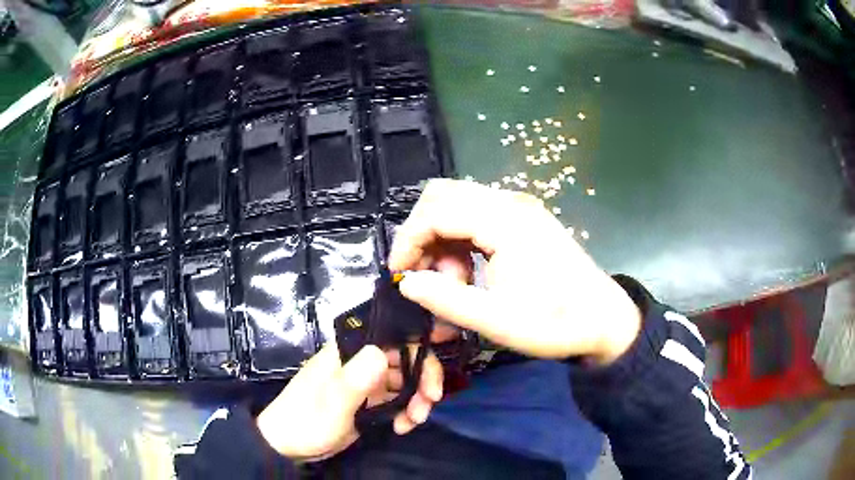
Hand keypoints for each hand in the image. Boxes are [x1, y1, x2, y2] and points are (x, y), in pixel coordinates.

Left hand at [256, 343, 443, 461]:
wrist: (288, 446)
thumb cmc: (306, 421)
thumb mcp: (331, 404)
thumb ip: (355, 380)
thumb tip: (381, 352)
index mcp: (349, 351)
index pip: (394, 339)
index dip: (419, 355)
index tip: (432, 385)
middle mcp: (360, 361)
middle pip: (404, 360)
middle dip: (422, 383)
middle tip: (427, 407)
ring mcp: (364, 382)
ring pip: (403, 381)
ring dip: (416, 400)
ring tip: (413, 422)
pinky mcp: (367, 402)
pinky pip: (396, 400)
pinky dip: (405, 412)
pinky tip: (402, 427)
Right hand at [389, 179, 640, 363]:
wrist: (604, 320)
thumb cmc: (555, 322)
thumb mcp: (497, 320)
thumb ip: (446, 300)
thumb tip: (406, 283)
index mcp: (505, 221)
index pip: (437, 211)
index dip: (408, 240)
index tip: (399, 274)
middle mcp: (510, 202)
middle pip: (444, 195)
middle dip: (422, 233)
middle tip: (421, 274)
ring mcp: (519, 207)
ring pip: (459, 204)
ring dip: (442, 239)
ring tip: (452, 283)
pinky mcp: (524, 219)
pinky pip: (477, 216)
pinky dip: (460, 239)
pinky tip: (468, 272)